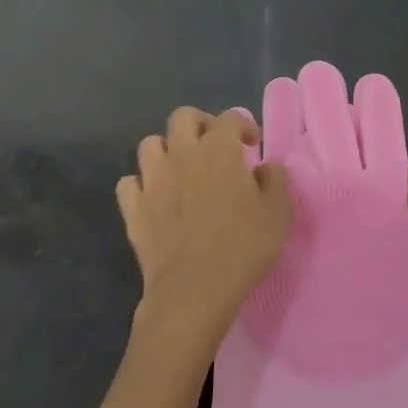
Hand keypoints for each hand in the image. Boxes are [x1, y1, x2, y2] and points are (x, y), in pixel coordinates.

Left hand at [118, 108, 290, 342]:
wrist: (194, 291)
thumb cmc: (242, 248)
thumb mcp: (278, 214)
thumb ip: (275, 181)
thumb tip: (266, 167)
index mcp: (218, 151)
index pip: (229, 118)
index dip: (242, 125)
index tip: (251, 145)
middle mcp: (182, 154)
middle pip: (183, 117)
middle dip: (200, 124)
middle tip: (213, 146)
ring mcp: (152, 180)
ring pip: (150, 144)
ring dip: (166, 150)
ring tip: (181, 169)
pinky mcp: (133, 208)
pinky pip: (129, 183)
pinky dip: (141, 184)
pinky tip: (154, 198)